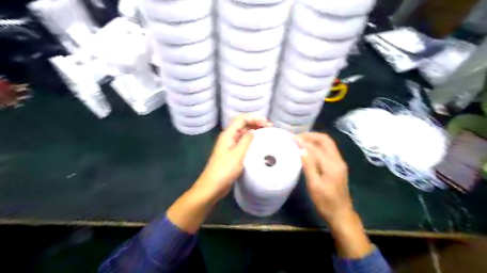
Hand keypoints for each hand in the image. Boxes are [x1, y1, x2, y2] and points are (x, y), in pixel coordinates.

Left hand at [195, 114, 270, 200]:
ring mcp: (229, 146)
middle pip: (243, 125)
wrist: (213, 186)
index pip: (242, 119)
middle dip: (256, 124)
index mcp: (228, 134)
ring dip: (254, 132)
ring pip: (243, 134)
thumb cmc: (225, 169)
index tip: (267, 123)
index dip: (255, 118)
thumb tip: (253, 131)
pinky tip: (259, 145)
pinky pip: (243, 143)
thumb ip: (246, 140)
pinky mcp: (232, 154)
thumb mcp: (238, 154)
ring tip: (267, 134)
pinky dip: (251, 141)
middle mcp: (228, 137)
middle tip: (270, 128)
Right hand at [297, 133, 373, 257]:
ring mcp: (339, 163)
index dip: (303, 141)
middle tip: (297, 136)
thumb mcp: (314, 186)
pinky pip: (329, 150)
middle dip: (311, 135)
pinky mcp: (338, 166)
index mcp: (331, 165)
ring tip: (302, 139)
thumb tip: (301, 149)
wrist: (341, 214)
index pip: (316, 147)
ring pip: (328, 144)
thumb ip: (308, 166)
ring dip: (315, 139)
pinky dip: (319, 145)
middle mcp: (338, 160)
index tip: (292, 138)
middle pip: (326, 140)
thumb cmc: (325, 202)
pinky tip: (310, 149)